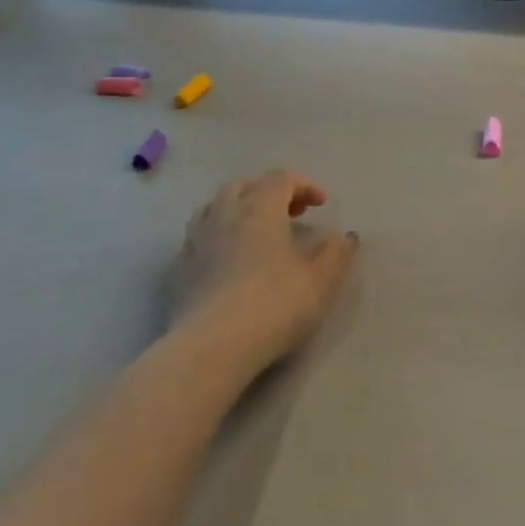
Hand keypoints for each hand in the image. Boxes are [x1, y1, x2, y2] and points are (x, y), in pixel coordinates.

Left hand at [170, 171, 358, 375]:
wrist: (212, 346)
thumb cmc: (274, 305)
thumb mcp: (321, 281)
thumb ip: (336, 254)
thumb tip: (343, 237)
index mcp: (259, 208)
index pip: (281, 179)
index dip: (304, 185)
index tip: (321, 205)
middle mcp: (224, 214)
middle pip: (244, 185)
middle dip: (269, 191)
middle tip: (291, 212)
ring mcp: (197, 240)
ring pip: (216, 206)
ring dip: (240, 208)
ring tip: (258, 230)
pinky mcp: (181, 268)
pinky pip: (201, 234)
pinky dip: (220, 233)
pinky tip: (231, 257)